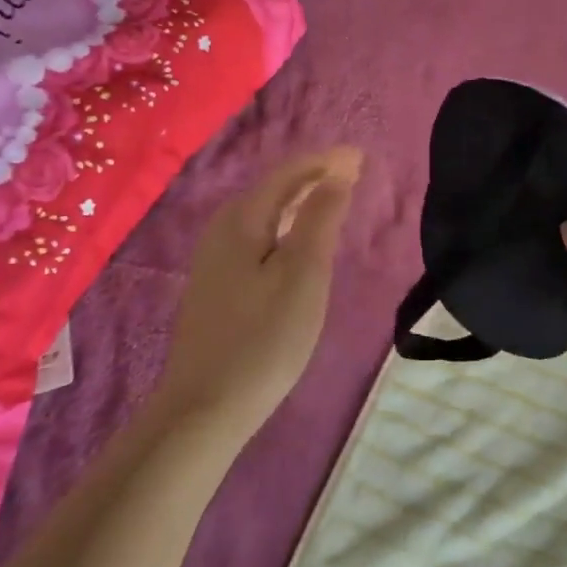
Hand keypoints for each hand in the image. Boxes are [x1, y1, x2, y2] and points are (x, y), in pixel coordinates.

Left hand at [156, 148, 361, 434]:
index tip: (361, 158)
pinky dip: (284, 228)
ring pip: (263, 215)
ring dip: (298, 203)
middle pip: (272, 191)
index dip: (325, 162)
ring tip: (331, 202)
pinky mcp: (215, 287)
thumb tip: (338, 170)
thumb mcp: (303, 274)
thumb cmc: (264, 338)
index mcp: (242, 220)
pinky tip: (296, 246)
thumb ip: (321, 218)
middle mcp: (221, 230)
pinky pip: (256, 238)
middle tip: (352, 176)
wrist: (204, 409)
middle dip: (312, 178)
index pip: (288, 174)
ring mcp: (213, 261)